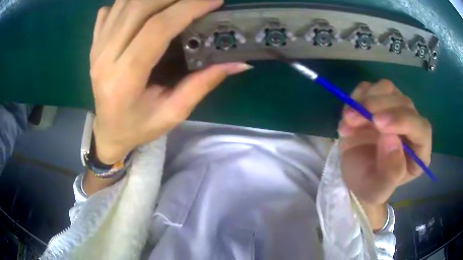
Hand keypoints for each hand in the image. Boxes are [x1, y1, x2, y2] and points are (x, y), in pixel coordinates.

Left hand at [90, 0, 250, 163]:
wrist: (108, 131)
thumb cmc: (139, 127)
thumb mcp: (173, 113)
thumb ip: (202, 84)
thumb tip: (238, 62)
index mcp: (125, 79)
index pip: (157, 29)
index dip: (188, 8)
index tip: (214, 1)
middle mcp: (105, 58)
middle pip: (139, 8)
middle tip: (196, 0)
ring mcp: (96, 49)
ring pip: (124, 4)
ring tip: (175, 1)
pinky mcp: (94, 44)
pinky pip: (110, 10)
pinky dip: (130, 0)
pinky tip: (145, 6)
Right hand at [338, 80, 431, 206]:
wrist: (354, 173)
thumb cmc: (368, 185)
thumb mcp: (377, 191)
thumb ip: (390, 173)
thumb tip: (392, 139)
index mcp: (419, 151)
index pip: (421, 129)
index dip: (403, 120)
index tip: (377, 122)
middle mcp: (412, 126)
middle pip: (404, 103)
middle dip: (377, 107)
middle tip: (352, 118)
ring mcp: (396, 110)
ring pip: (388, 89)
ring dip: (366, 99)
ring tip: (348, 118)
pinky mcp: (380, 101)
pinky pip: (371, 87)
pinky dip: (358, 95)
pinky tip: (348, 112)